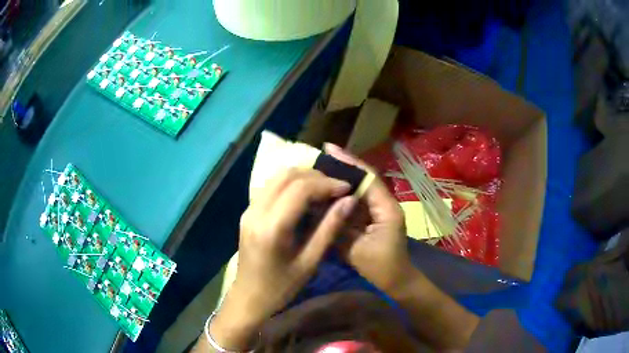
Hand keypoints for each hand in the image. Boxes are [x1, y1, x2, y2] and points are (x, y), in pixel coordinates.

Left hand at [208, 169, 356, 350]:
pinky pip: (270, 186)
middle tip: (336, 189)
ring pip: (277, 177)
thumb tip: (349, 201)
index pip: (301, 188)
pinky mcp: (247, 212)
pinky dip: (290, 184)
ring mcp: (249, 209)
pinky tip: (304, 197)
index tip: (347, 188)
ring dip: (302, 177)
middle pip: (287, 175)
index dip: (327, 183)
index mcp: (272, 227)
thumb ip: (329, 228)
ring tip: (323, 191)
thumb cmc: (281, 287)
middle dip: (316, 176)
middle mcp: (256, 211)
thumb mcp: (310, 262)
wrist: (248, 297)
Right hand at [324, 143, 411, 294]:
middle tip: (319, 157)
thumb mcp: (356, 250)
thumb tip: (321, 208)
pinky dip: (341, 198)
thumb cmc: (381, 268)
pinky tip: (325, 194)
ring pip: (358, 191)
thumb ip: (339, 227)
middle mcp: (384, 204)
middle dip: (343, 167)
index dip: (349, 162)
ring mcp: (378, 211)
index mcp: (386, 208)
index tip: (329, 148)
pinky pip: (355, 203)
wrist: (396, 281)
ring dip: (341, 181)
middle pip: (363, 180)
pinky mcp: (372, 218)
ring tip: (318, 171)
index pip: (368, 179)